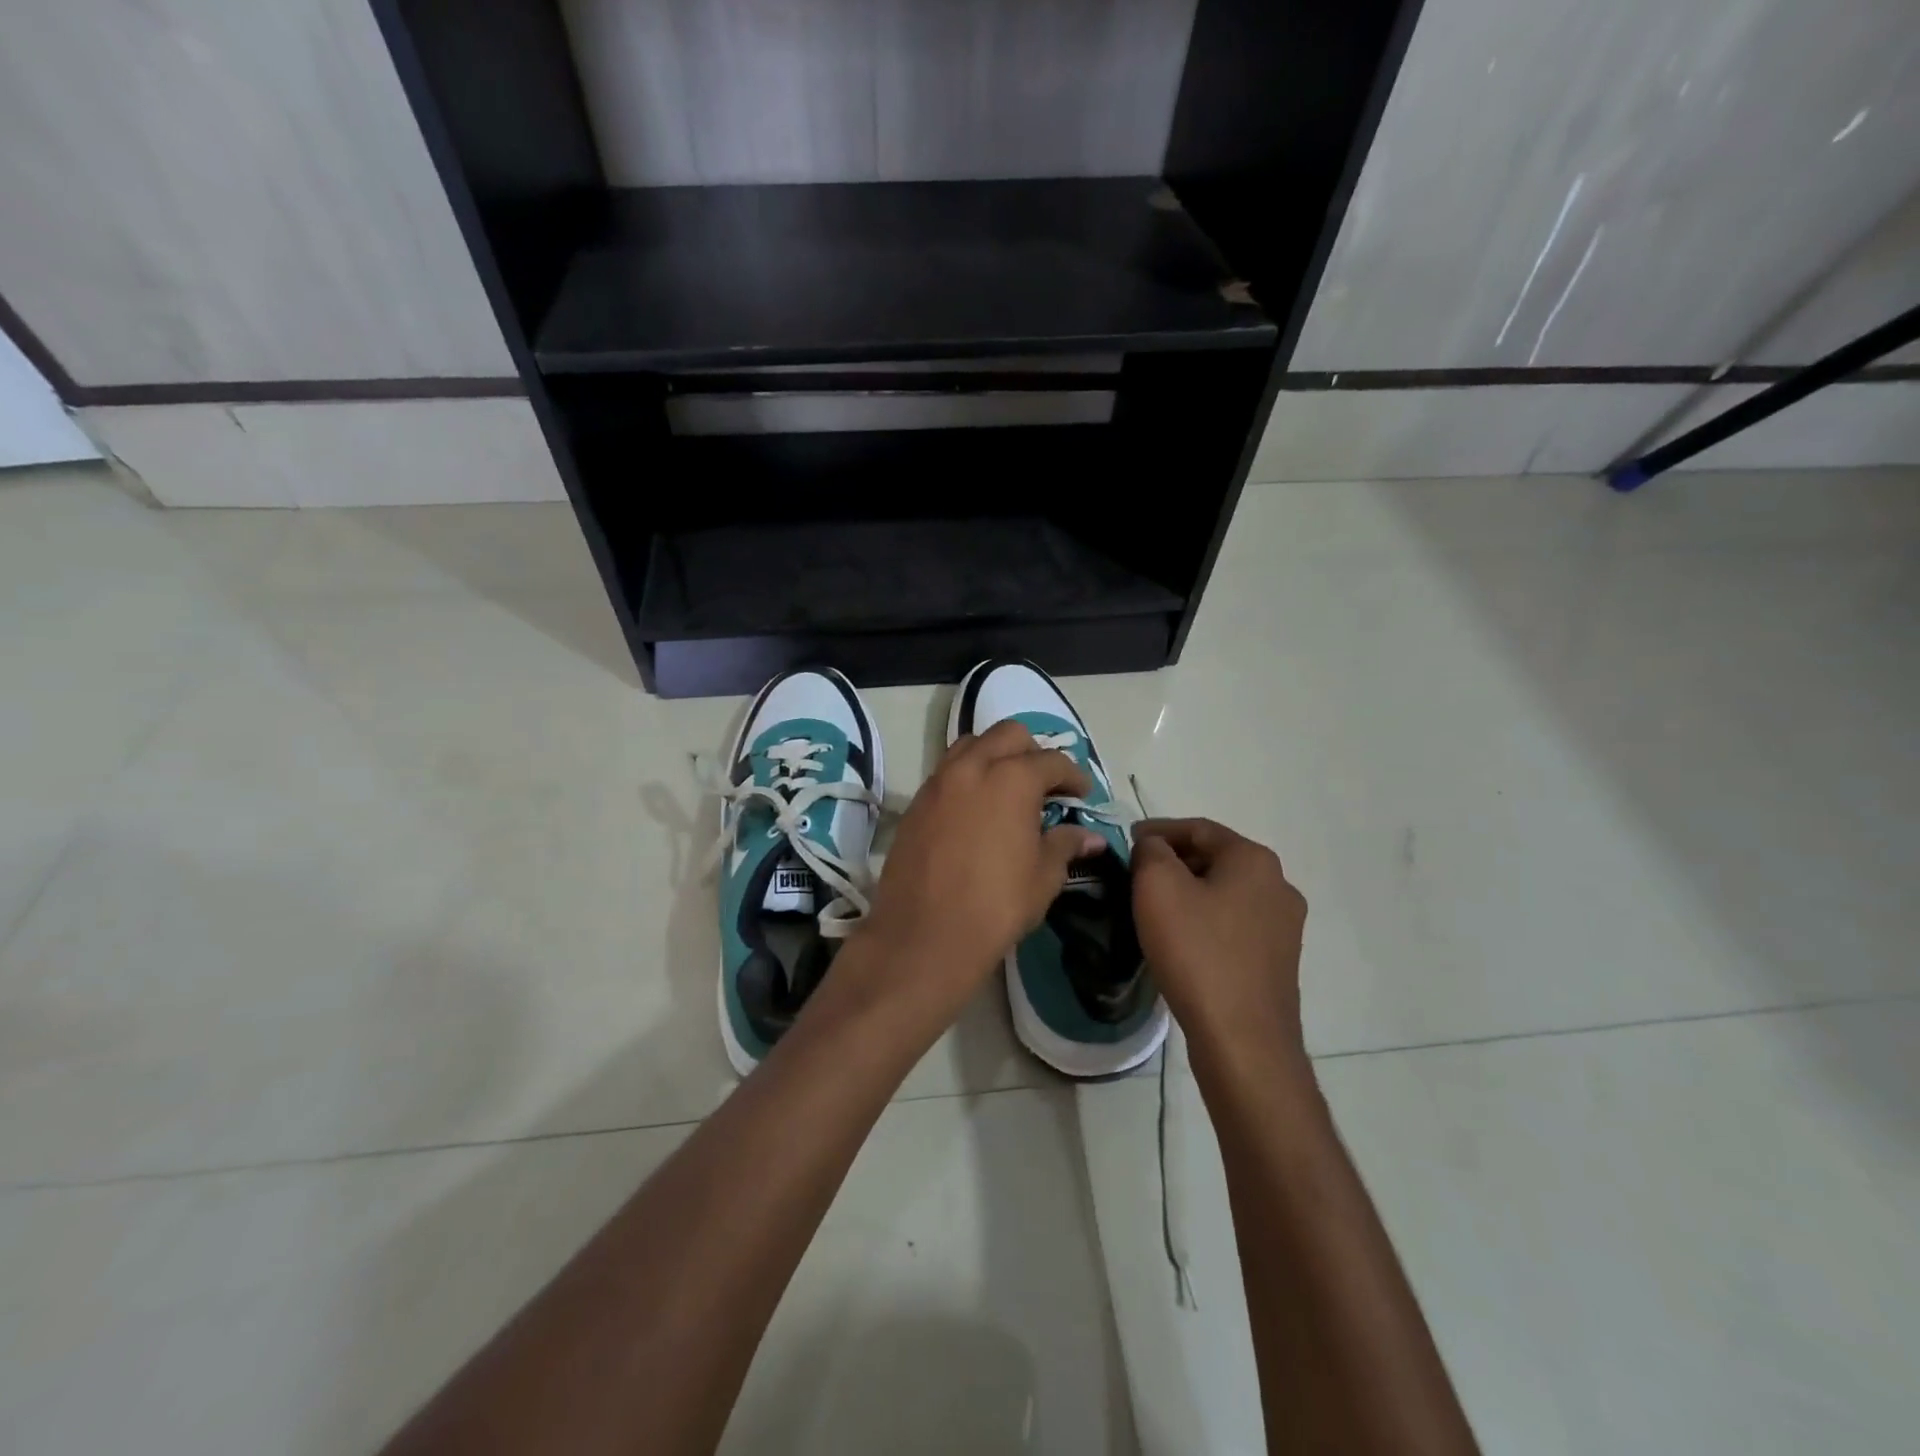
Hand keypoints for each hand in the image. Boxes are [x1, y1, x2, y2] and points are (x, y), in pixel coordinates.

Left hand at [857, 720, 1106, 1018]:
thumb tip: (1090, 837)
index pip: (1052, 761)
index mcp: (1012, 779)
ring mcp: (939, 782)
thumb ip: (1066, 845)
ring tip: (1008, 788)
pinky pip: (947, 771)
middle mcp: (973, 767)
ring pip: (971, 745)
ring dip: (995, 756)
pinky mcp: (916, 802)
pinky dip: (968, 776)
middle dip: (1033, 751)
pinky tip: (977, 808)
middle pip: (1008, 735)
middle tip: (1045, 785)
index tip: (1081, 796)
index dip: (1073, 776)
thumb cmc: (996, 905)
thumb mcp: (1043, 876)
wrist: (925, 934)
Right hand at [1130, 818, 1309, 1074]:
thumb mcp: (1157, 887)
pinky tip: (1181, 939)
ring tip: (1153, 907)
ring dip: (1189, 892)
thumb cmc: (1197, 952)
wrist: (1243, 1040)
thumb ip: (1150, 851)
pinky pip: (1234, 925)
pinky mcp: (1278, 961)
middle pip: (1215, 858)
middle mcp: (1279, 885)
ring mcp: (1284, 926)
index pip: (1199, 828)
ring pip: (1225, 893)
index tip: (1126, 841)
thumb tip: (1154, 848)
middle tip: (1135, 873)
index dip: (1158, 829)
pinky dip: (1205, 920)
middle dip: (1173, 861)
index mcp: (1254, 859)